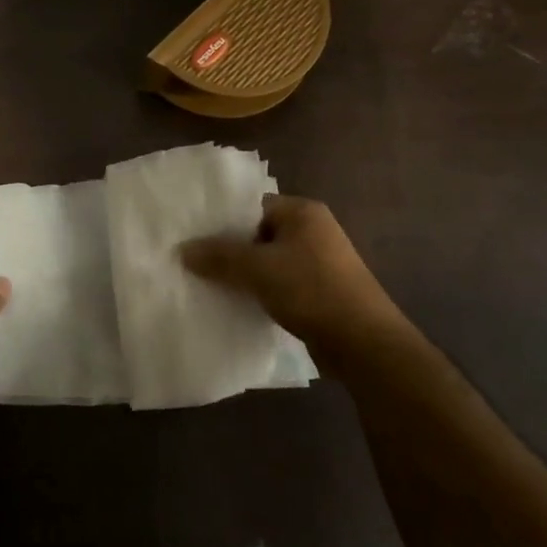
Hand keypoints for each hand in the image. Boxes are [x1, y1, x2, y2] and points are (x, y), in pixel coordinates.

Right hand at [181, 194, 400, 348]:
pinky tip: (234, 302)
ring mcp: (317, 261)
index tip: (191, 236)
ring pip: (267, 260)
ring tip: (206, 283)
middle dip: (228, 249)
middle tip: (192, 261)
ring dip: (242, 272)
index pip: (252, 205)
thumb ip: (219, 256)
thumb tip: (183, 250)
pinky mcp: (317, 289)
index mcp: (302, 212)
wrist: (363, 342)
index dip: (221, 220)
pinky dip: (257, 289)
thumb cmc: (311, 291)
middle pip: (257, 233)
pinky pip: (278, 282)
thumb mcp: (258, 269)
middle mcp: (312, 230)